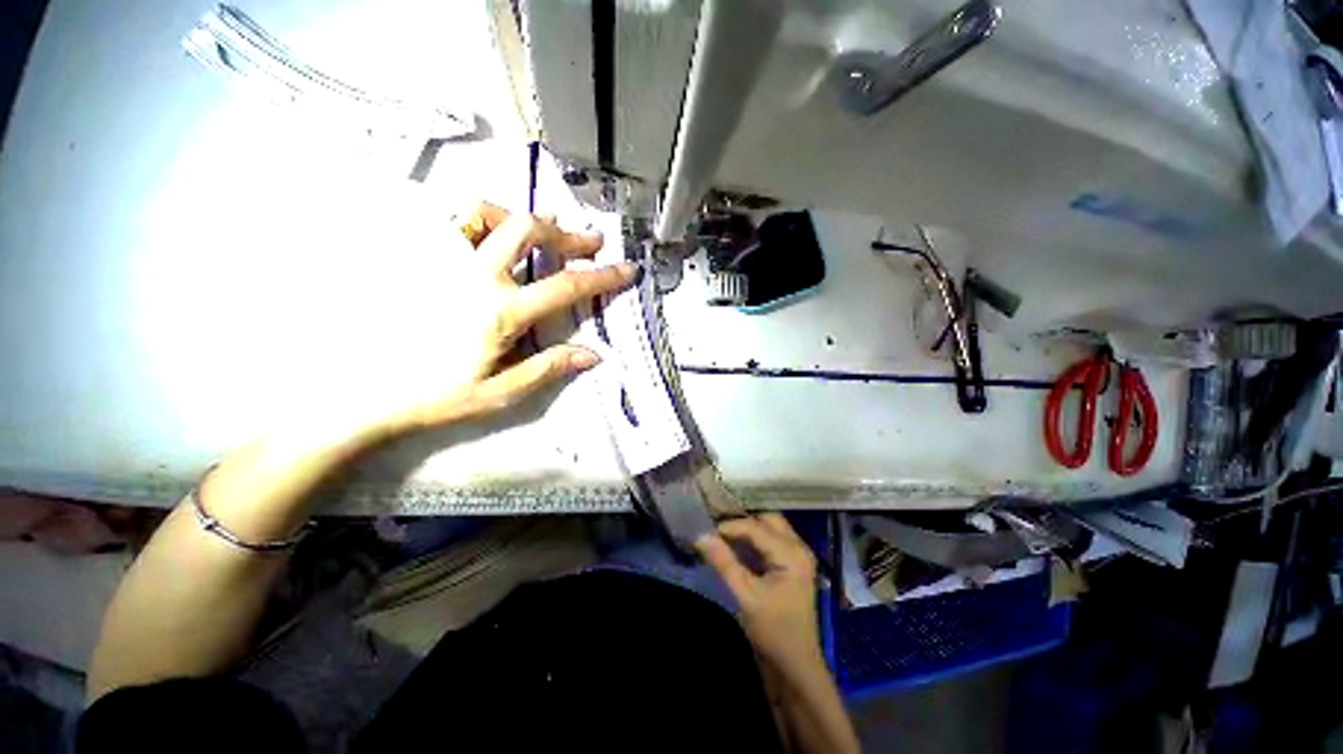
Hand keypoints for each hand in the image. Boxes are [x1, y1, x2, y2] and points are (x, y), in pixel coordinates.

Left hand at [362, 202, 637, 433]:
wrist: (365, 392)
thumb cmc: (437, 395)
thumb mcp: (501, 393)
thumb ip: (548, 368)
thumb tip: (593, 355)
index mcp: (501, 311)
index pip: (566, 285)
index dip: (603, 276)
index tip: (627, 268)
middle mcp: (474, 274)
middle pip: (529, 230)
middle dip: (568, 234)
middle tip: (591, 241)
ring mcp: (441, 260)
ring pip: (486, 212)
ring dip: (522, 218)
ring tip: (542, 231)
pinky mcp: (417, 257)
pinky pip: (450, 219)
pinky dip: (481, 217)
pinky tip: (492, 235)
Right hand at [697, 514, 822, 671]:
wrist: (795, 667)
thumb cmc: (773, 632)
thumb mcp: (745, 596)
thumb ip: (724, 562)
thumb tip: (701, 535)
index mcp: (792, 554)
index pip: (756, 527)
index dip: (729, 526)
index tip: (705, 531)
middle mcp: (799, 547)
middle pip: (767, 519)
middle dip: (741, 520)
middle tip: (716, 526)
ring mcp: (797, 555)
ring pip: (770, 526)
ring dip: (748, 527)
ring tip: (722, 531)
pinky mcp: (791, 564)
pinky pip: (771, 539)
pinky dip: (753, 538)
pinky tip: (736, 544)